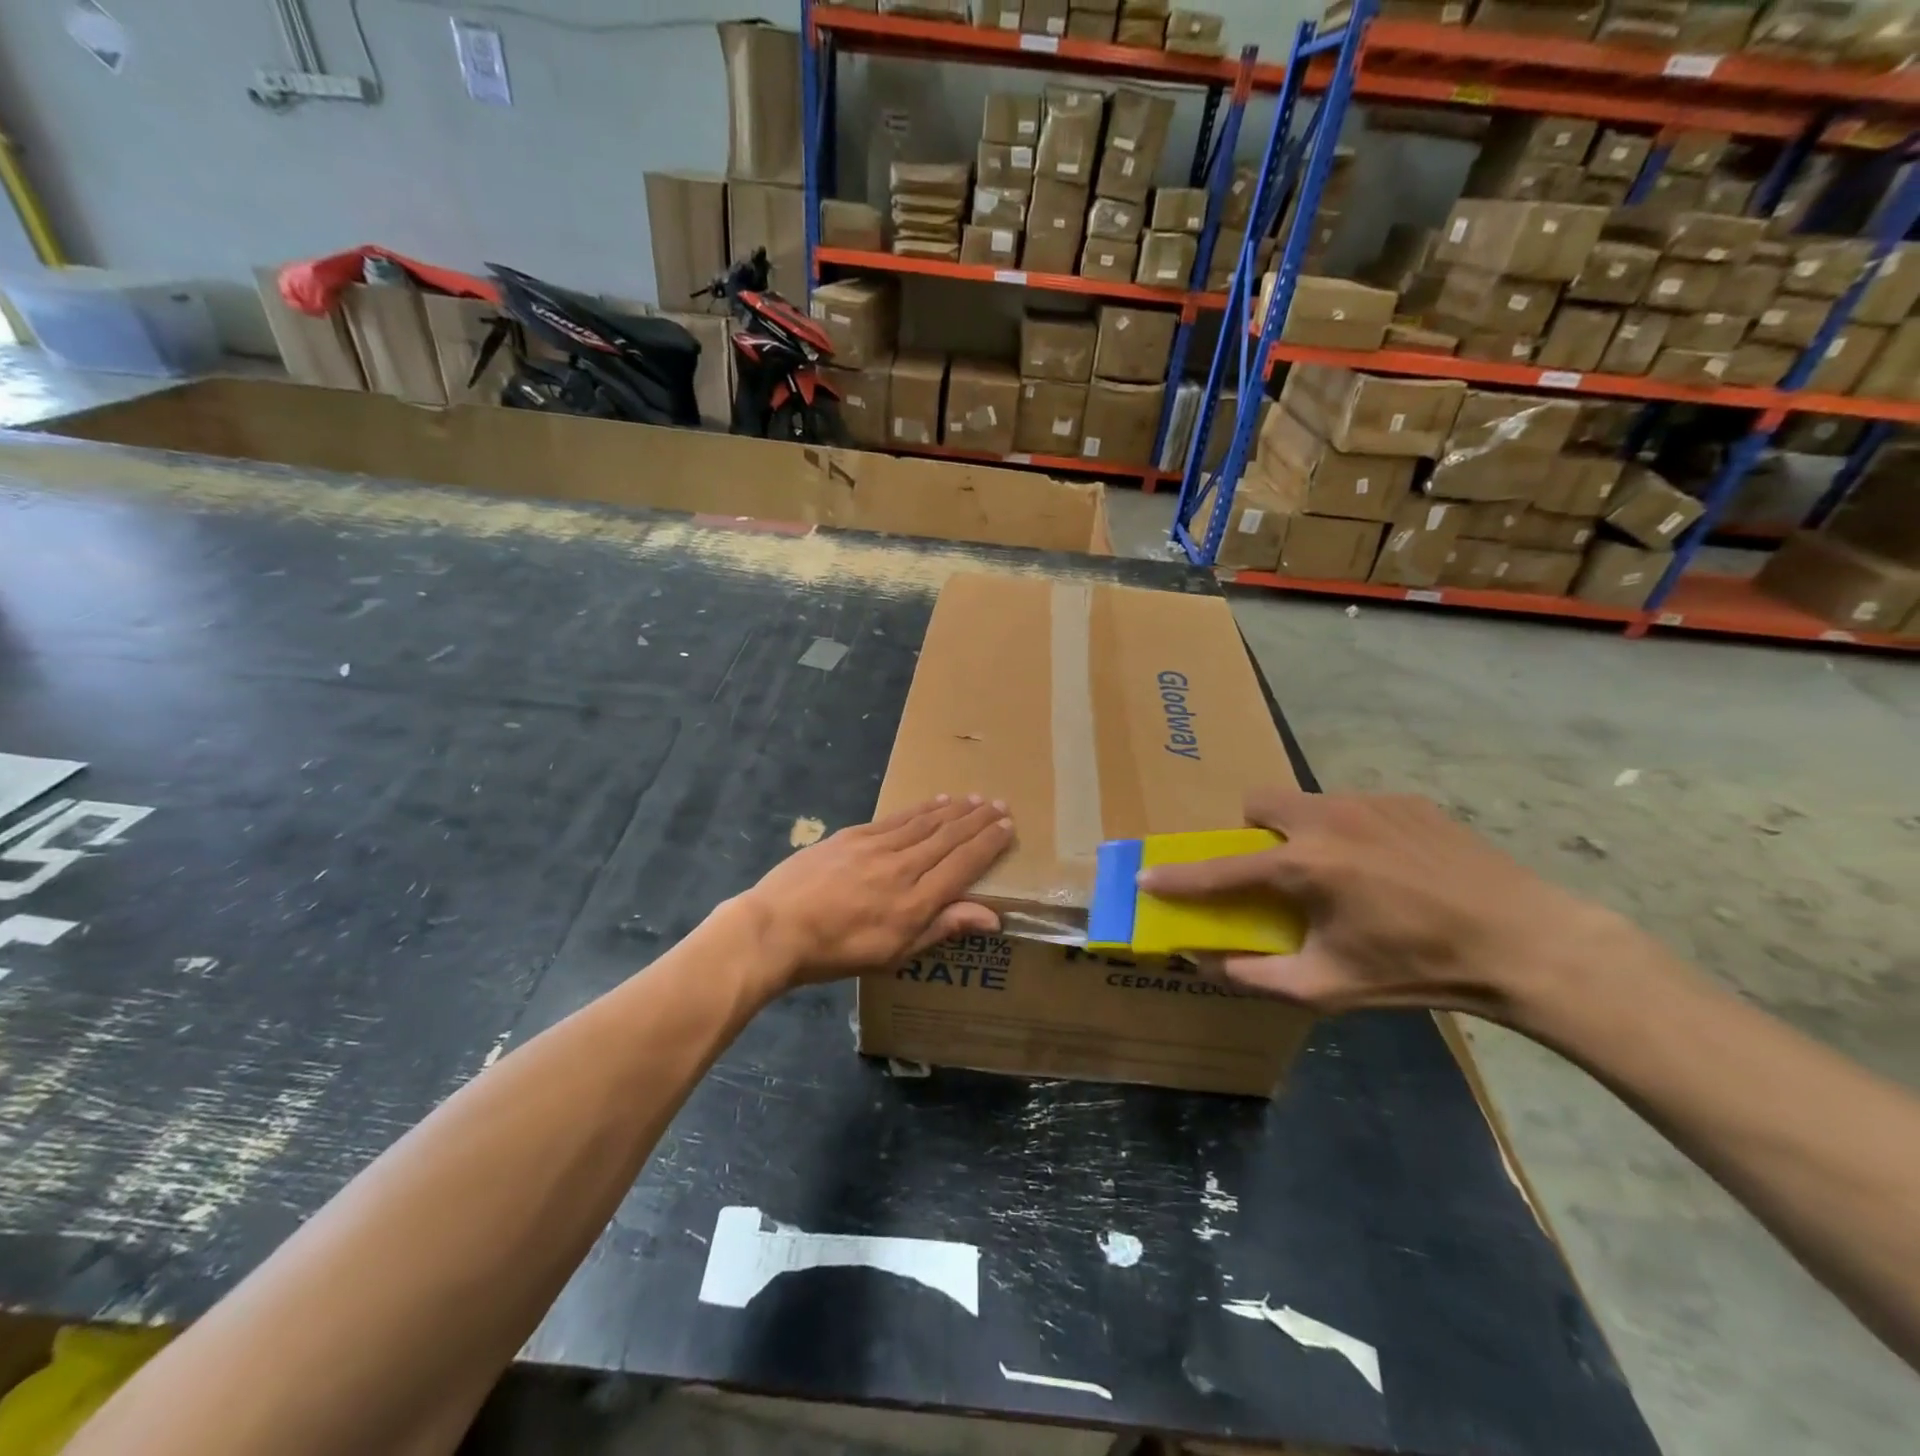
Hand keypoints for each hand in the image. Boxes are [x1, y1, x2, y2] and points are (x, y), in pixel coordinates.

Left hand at [735, 795, 1013, 989]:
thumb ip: (943, 928)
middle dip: (977, 820)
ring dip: (954, 810)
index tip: (1007, 826)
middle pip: (948, 837)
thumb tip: (993, 916)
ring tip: (974, 799)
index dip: (988, 843)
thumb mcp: (895, 953)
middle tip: (999, 804)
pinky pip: (897, 818)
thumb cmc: (838, 951)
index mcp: (916, 902)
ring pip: (925, 822)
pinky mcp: (853, 836)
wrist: (776, 928)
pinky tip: (934, 803)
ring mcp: (876, 847)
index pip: (963, 864)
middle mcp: (903, 866)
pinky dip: (921, 809)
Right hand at [1137, 789, 1629, 1026]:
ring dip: (1298, 831)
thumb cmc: (1417, 969)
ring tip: (1337, 873)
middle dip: (1251, 833)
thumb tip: (1207, 962)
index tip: (1146, 878)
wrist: (1523, 942)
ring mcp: (1369, 803)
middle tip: (1272, 871)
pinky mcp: (1405, 800)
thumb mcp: (1329, 987)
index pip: (1221, 870)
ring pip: (1305, 802)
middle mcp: (1327, 820)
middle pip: (1259, 803)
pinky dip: (1346, 831)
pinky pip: (1351, 806)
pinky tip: (1385, 867)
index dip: (1178, 877)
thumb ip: (1257, 975)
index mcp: (1305, 867)